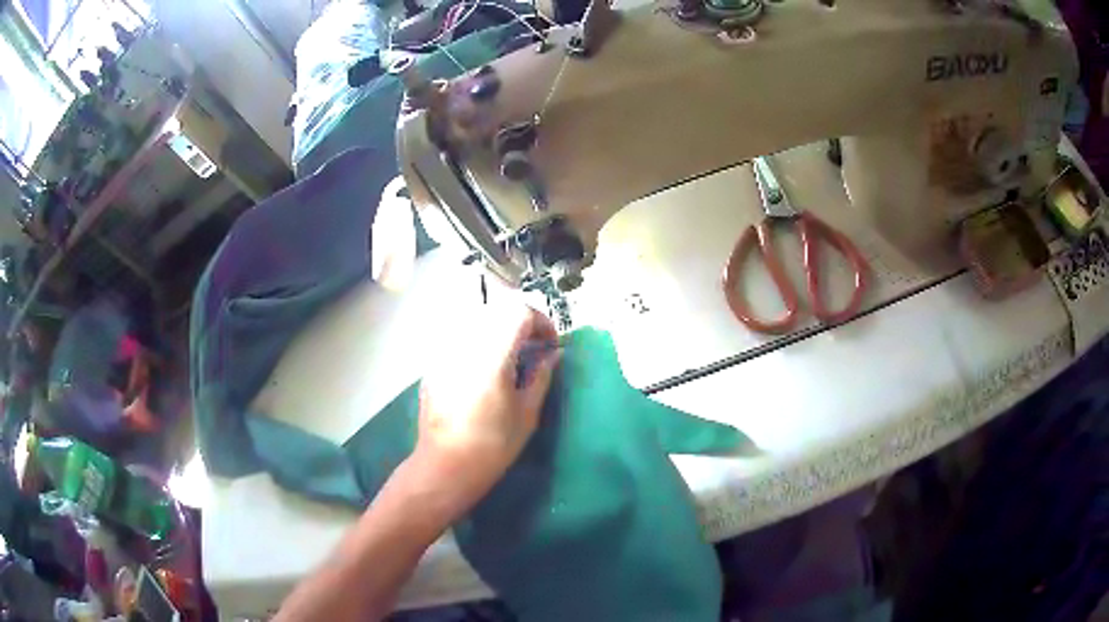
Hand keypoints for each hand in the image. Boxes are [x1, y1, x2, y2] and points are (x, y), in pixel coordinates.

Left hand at [413, 302, 559, 513]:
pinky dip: (480, 341)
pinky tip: (485, 369)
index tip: (550, 346)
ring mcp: (445, 349)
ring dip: (500, 329)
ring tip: (511, 357)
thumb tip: (553, 354)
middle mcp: (465, 342)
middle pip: (497, 309)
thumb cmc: (493, 444)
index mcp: (492, 353)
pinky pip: (461, 336)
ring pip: (477, 319)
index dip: (542, 322)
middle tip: (534, 349)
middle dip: (521, 322)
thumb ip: (542, 375)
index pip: (519, 311)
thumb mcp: (527, 412)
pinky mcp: (434, 361)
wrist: (446, 464)